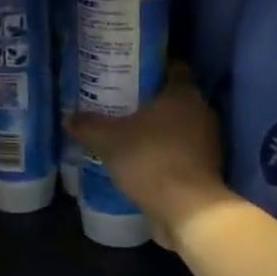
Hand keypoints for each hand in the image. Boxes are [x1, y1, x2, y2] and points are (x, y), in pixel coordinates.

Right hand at [67, 69, 233, 248]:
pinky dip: (164, 153)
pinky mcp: (207, 168)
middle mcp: (202, 111)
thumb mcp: (108, 140)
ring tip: (127, 133)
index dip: (151, 67)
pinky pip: (181, 152)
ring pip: (179, 126)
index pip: (173, 67)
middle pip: (174, 98)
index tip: (129, 72)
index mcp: (183, 93)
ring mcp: (208, 142)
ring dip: (158, 130)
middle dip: (150, 101)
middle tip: (120, 102)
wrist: (186, 208)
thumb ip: (88, 125)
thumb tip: (68, 118)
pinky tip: (141, 160)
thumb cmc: (149, 159)